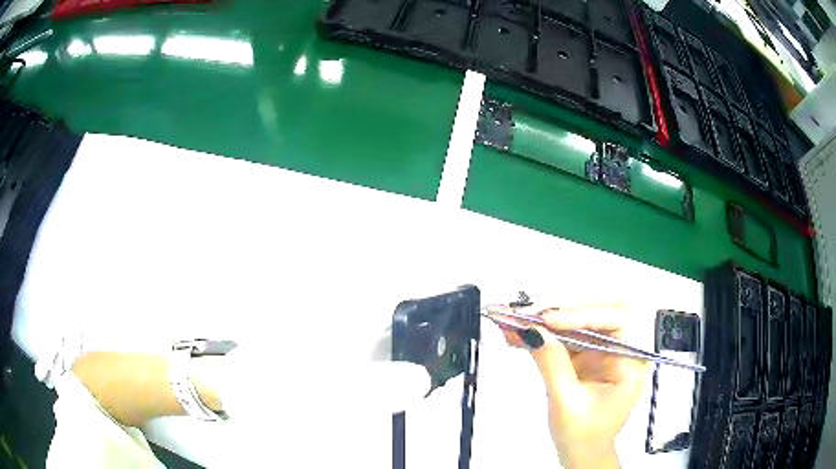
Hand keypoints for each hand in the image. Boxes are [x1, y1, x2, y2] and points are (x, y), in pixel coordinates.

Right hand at [495, 304, 647, 468]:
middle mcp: (621, 350)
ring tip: (513, 319)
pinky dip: (542, 335)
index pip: (615, 322)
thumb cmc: (583, 435)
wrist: (581, 454)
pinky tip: (518, 333)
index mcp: (631, 361)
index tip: (548, 318)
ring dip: (544, 321)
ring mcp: (603, 352)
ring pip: (575, 324)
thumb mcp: (567, 401)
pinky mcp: (586, 356)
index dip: (582, 315)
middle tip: (527, 312)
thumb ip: (552, 363)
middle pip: (595, 315)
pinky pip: (565, 338)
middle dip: (560, 311)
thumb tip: (533, 331)